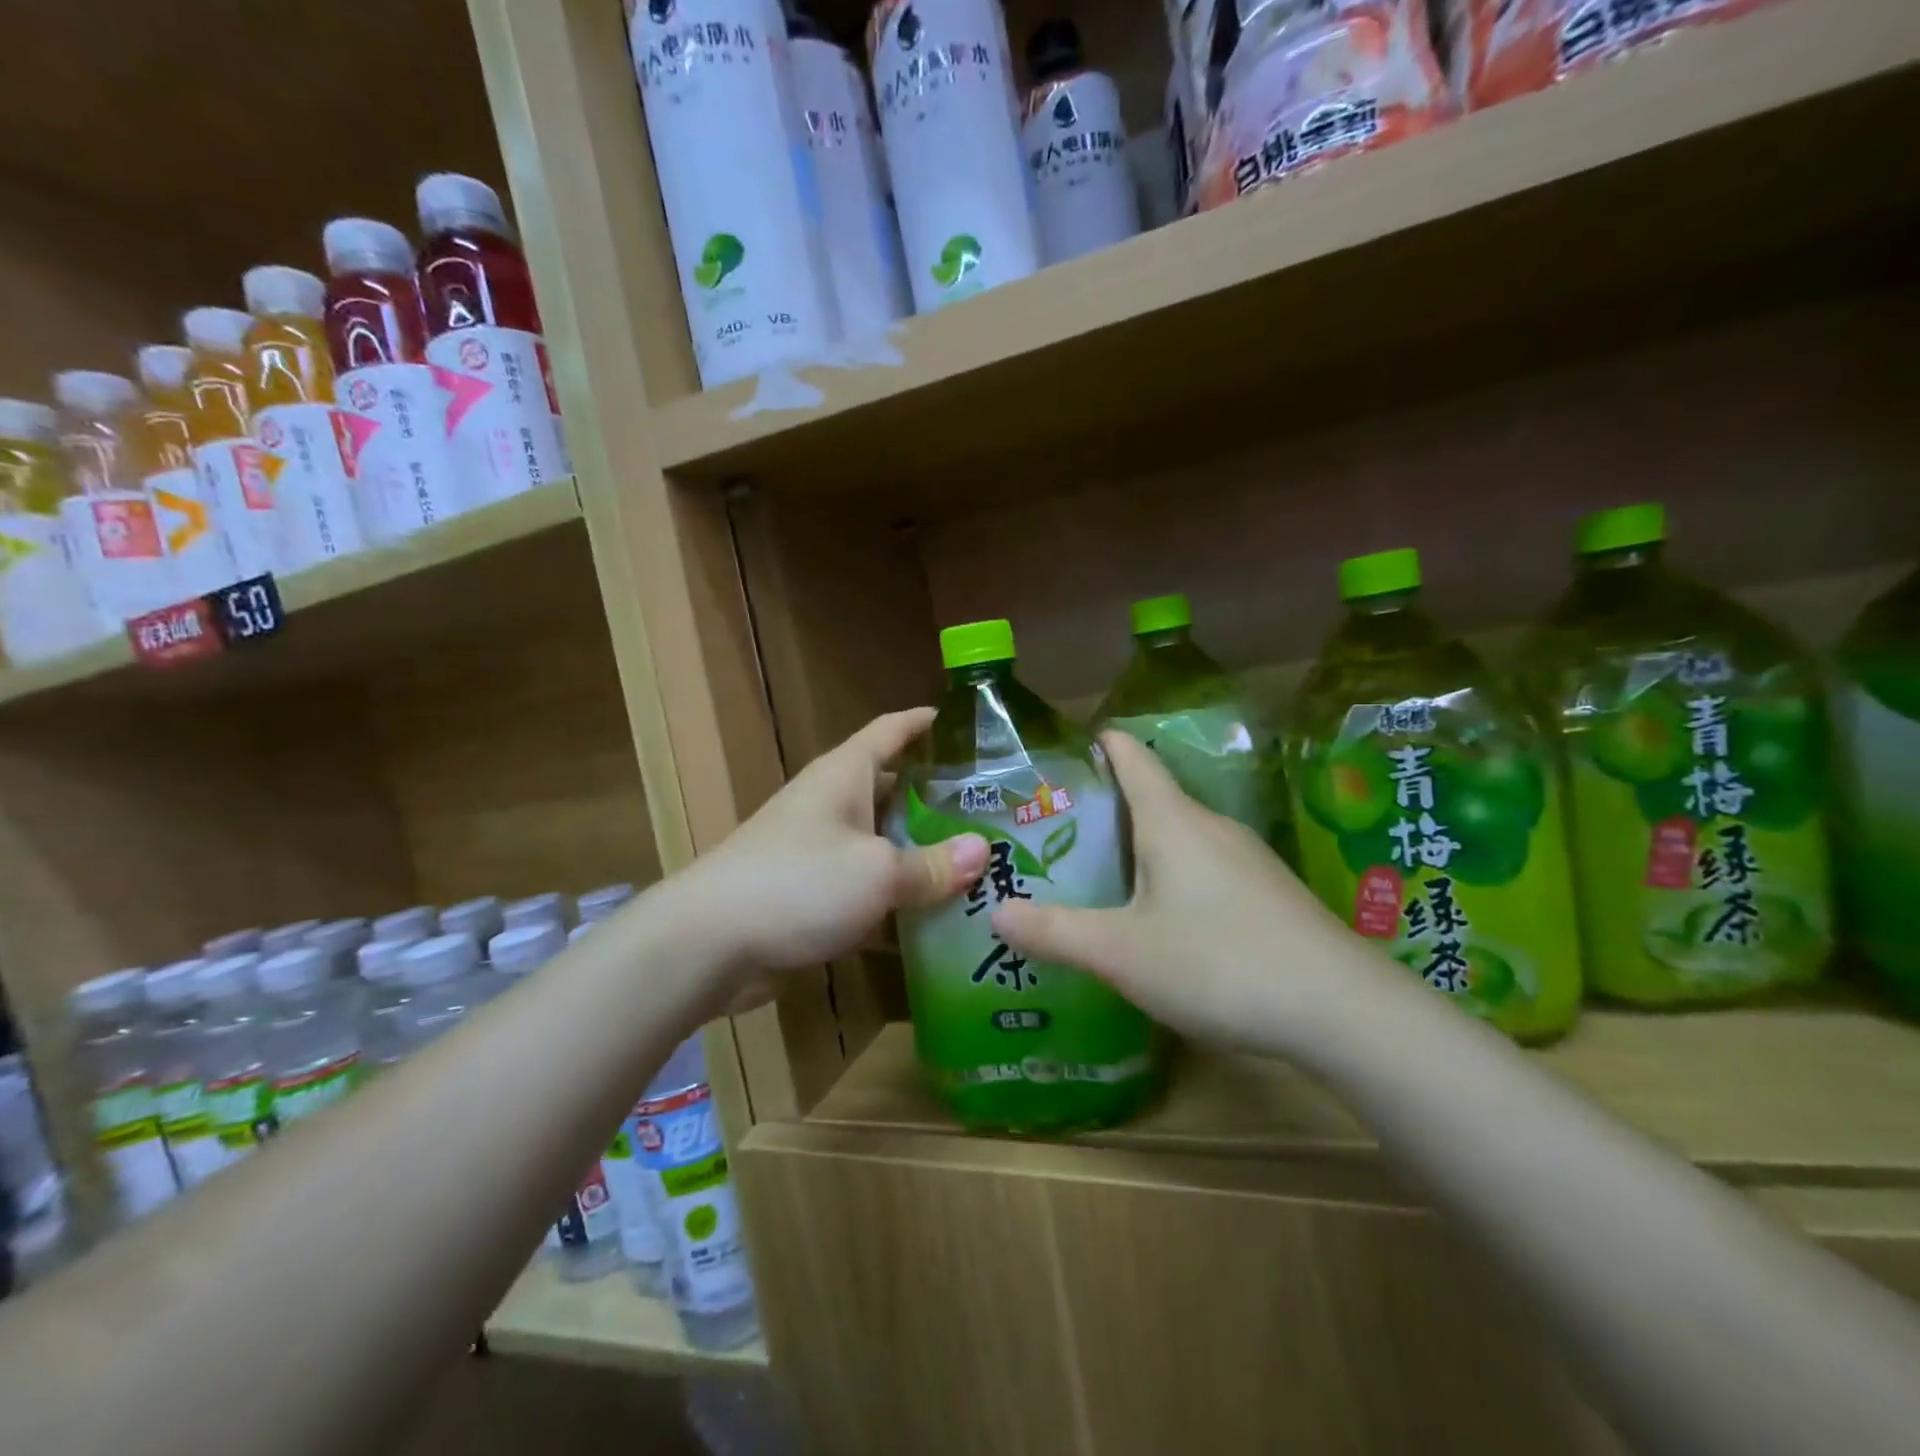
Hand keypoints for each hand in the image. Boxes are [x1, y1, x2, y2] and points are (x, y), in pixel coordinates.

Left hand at [678, 708, 987, 988]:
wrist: (708, 944)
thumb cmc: (798, 883)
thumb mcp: (877, 872)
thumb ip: (931, 864)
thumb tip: (983, 850)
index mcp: (845, 775)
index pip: (891, 730)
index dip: (926, 722)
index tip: (965, 724)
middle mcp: (831, 803)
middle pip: (894, 789)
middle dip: (939, 799)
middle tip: (993, 813)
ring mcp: (818, 849)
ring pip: (882, 842)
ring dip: (921, 854)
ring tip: (978, 866)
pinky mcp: (810, 893)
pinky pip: (865, 885)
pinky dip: (895, 897)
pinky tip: (934, 919)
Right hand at [992, 731, 1370, 1053]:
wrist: (1342, 1009)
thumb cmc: (1218, 962)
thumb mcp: (1121, 952)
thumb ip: (1055, 931)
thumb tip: (995, 912)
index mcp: (1172, 821)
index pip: (1132, 757)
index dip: (1102, 744)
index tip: (1069, 749)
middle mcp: (1211, 826)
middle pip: (1153, 797)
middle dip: (1107, 807)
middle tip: (1059, 832)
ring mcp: (1247, 859)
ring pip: (1180, 836)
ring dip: (1140, 846)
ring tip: (1101, 875)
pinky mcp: (1268, 893)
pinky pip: (1206, 867)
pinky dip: (1173, 876)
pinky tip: (1163, 919)